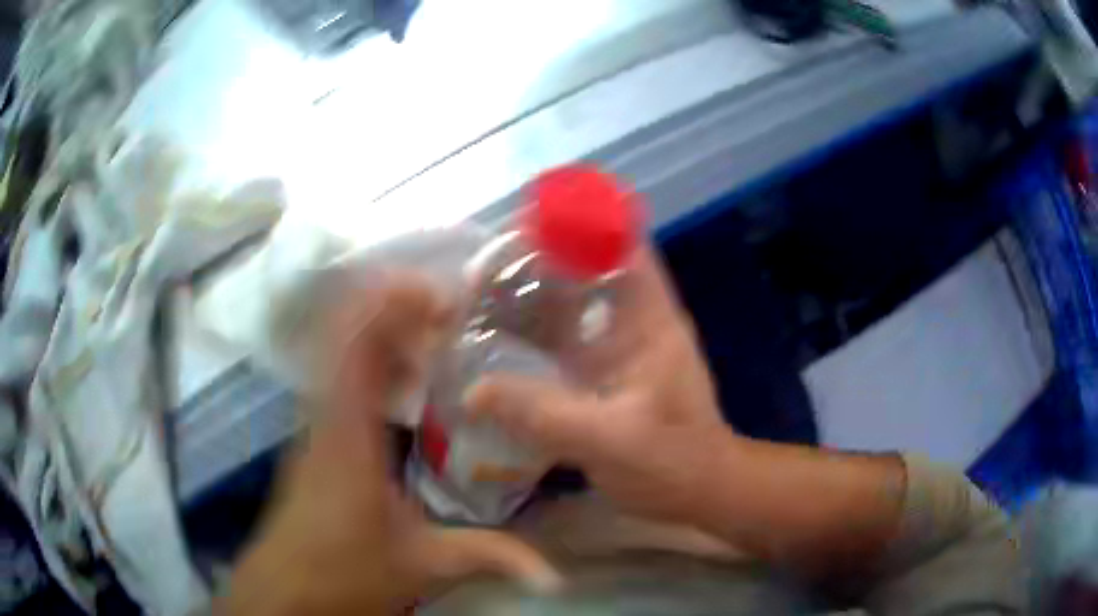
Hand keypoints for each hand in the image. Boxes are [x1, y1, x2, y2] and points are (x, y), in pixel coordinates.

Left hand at [220, 274, 559, 615]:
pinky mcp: (315, 432)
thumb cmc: (345, 573)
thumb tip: (556, 574)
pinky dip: (375, 358)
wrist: (286, 589)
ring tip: (439, 339)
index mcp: (349, 433)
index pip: (357, 339)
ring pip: (340, 346)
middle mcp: (326, 412)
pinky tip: (411, 383)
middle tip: (453, 316)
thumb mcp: (423, 565)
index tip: (447, 300)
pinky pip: (341, 372)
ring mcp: (316, 419)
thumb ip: (490, 557)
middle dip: (398, 307)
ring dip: (386, 329)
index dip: (394, 302)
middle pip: (346, 327)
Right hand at [466, 246, 735, 524]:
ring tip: (480, 293)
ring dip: (532, 295)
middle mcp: (633, 322)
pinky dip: (532, 333)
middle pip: (588, 268)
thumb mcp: (611, 440)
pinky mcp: (602, 374)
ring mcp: (617, 348)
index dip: (581, 223)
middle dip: (541, 258)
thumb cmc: (673, 462)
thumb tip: (473, 391)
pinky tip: (496, 338)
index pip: (622, 245)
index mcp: (649, 320)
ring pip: (571, 304)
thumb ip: (545, 415)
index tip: (527, 223)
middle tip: (486, 262)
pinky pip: (562, 340)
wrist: (698, 491)